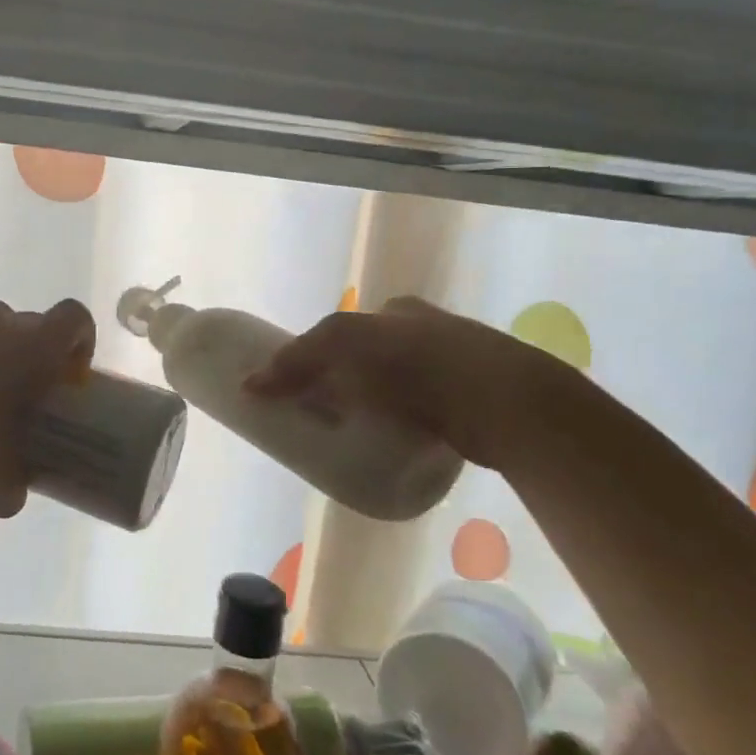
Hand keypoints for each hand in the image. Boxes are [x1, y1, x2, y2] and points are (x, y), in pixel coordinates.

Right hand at [244, 296, 549, 468]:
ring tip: (364, 437)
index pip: (350, 331)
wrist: (507, 402)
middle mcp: (431, 330)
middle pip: (376, 358)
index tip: (310, 390)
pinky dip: (413, 425)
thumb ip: (296, 362)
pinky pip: (432, 412)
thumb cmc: (418, 364)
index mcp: (399, 311)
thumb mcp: (343, 348)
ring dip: (382, 407)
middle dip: (352, 384)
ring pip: (406, 387)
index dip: (325, 358)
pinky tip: (406, 443)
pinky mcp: (479, 403)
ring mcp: (461, 366)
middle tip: (331, 419)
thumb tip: (248, 387)